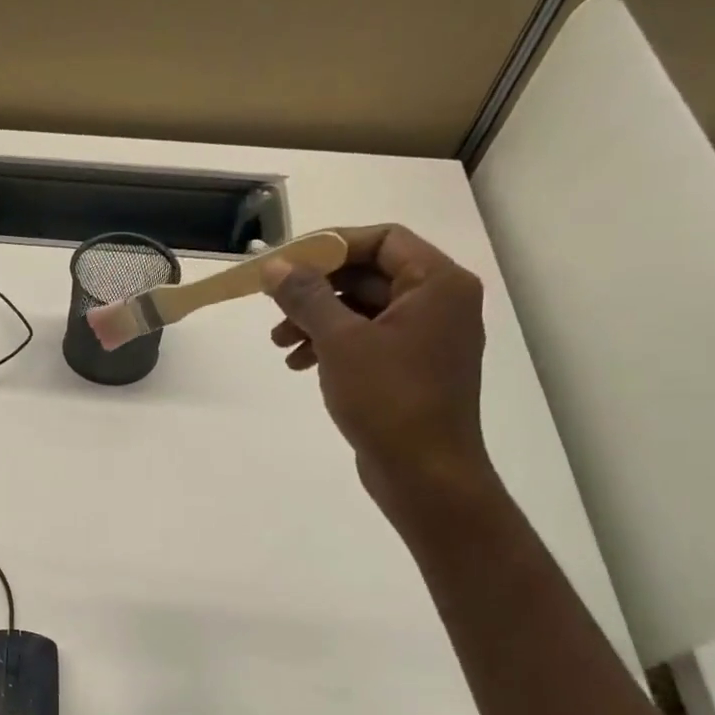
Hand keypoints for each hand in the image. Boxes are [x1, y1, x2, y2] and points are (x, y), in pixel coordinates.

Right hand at [266, 224, 491, 515]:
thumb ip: (306, 296)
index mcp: (437, 284)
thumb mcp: (340, 341)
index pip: (382, 239)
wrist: (425, 474)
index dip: (332, 245)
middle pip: (369, 275)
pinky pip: (368, 340)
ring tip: (280, 344)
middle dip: (317, 290)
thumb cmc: (389, 399)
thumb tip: (274, 266)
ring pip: (364, 310)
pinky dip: (333, 345)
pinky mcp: (411, 369)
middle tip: (274, 306)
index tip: (287, 263)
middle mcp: (440, 303)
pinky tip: (300, 364)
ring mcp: (427, 338)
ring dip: (318, 320)